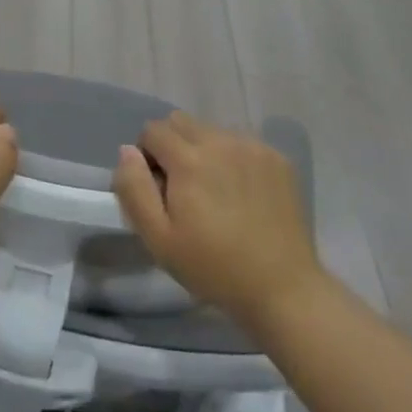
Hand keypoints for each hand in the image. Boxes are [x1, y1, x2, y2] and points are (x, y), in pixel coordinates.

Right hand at [112, 112, 323, 331]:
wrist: (283, 290)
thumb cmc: (214, 268)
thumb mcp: (158, 239)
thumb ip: (134, 188)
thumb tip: (127, 150)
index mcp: (188, 159)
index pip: (152, 130)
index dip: (147, 156)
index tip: (158, 189)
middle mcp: (220, 141)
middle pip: (181, 122)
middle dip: (172, 146)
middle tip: (183, 188)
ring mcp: (252, 147)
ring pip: (212, 131)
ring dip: (203, 151)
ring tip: (215, 193)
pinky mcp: (277, 158)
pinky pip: (241, 143)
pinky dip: (233, 159)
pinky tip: (242, 195)